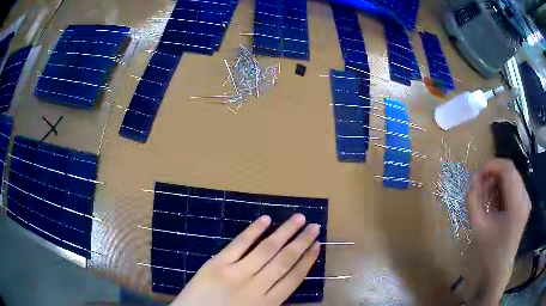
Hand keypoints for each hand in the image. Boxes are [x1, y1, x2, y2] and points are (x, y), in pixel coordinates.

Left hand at [171, 214, 320, 305]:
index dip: (307, 261)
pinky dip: (253, 231)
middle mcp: (256, 287)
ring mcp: (236, 274)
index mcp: (267, 303)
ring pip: (266, 250)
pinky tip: (265, 219)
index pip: (294, 278)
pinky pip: (239, 245)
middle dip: (301, 242)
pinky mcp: (217, 264)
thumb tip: (287, 280)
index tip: (317, 246)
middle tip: (314, 226)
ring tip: (299, 218)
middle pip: (284, 261)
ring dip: (284, 232)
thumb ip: (270, 300)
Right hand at [463, 159, 530, 304]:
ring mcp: (526, 202)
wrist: (496, 275)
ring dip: (497, 183)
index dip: (490, 166)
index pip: (507, 168)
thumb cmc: (487, 254)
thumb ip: (474, 199)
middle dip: (492, 175)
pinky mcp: (523, 207)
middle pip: (510, 171)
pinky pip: (513, 188)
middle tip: (478, 187)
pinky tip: (493, 205)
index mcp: (517, 203)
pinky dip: (501, 191)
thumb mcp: (478, 226)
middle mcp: (525, 198)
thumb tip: (472, 178)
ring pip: (511, 178)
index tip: (476, 176)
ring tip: (485, 199)